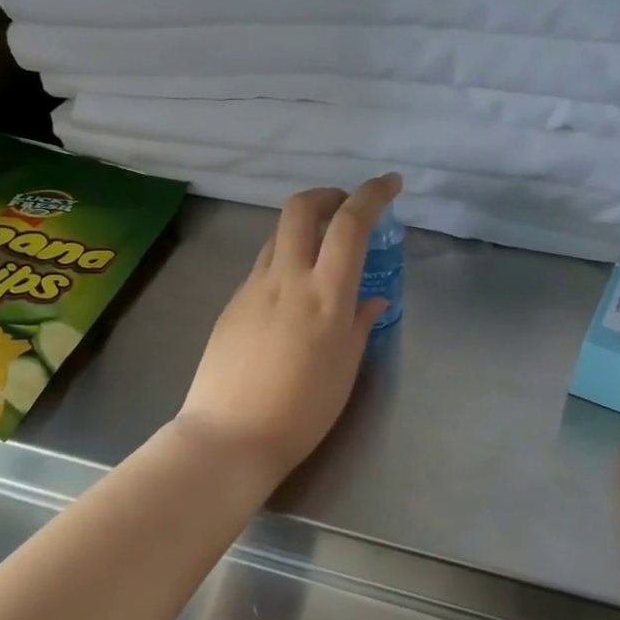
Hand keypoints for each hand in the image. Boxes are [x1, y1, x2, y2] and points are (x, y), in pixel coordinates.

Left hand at [175, 175, 400, 485]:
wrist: (229, 435)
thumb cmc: (302, 411)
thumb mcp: (345, 369)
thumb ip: (360, 324)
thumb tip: (372, 298)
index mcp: (325, 295)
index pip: (350, 224)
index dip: (372, 194)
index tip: (390, 184)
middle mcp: (286, 279)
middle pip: (300, 207)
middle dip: (328, 195)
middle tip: (346, 210)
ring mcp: (252, 288)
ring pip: (278, 235)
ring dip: (304, 229)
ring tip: (322, 255)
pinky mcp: (231, 303)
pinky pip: (263, 267)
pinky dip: (285, 262)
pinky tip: (292, 297)